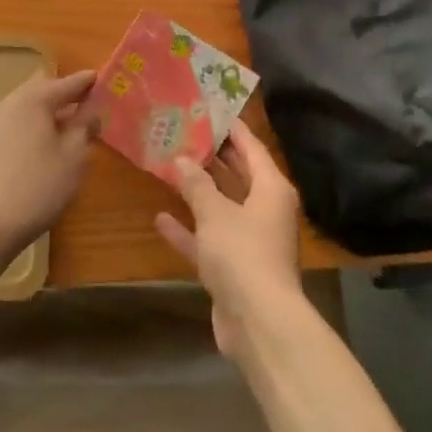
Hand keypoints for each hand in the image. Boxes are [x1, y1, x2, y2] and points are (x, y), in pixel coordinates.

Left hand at [0, 69, 97, 247]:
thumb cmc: (40, 185)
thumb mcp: (75, 155)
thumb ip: (85, 126)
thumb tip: (91, 111)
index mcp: (33, 99)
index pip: (66, 82)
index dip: (87, 82)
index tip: (104, 80)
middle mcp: (11, 103)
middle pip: (43, 88)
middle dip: (66, 93)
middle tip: (89, 103)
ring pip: (29, 106)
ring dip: (50, 110)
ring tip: (73, 124)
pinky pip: (19, 121)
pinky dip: (37, 123)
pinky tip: (50, 141)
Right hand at [155, 122, 303, 360]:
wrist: (259, 322)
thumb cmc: (243, 254)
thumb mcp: (216, 213)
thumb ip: (197, 185)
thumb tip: (182, 159)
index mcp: (271, 189)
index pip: (252, 147)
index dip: (232, 128)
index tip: (210, 109)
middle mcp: (264, 210)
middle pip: (238, 175)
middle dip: (212, 157)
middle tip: (183, 134)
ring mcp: (249, 240)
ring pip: (221, 207)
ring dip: (198, 192)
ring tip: (170, 167)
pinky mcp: (233, 267)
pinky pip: (209, 239)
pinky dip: (188, 230)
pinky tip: (160, 218)